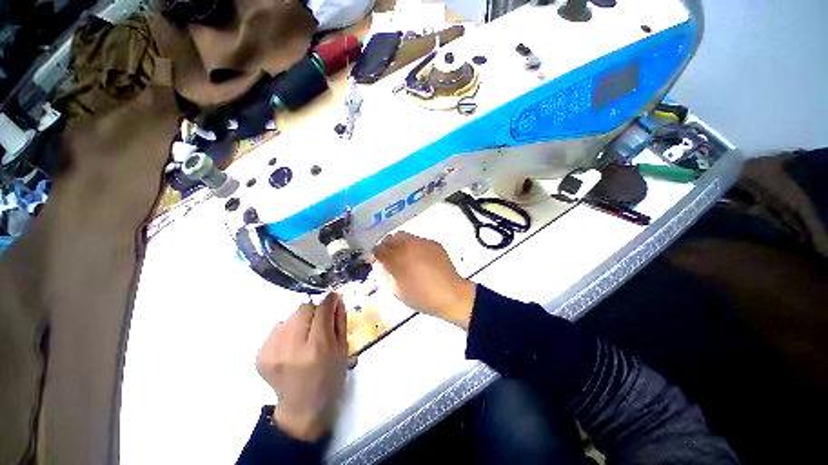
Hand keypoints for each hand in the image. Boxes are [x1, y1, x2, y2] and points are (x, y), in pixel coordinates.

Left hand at [256, 293, 347, 440]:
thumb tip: (336, 299)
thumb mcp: (343, 350)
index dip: (329, 300)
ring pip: (289, 316)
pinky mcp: (260, 355)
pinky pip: (277, 328)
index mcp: (317, 348)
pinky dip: (287, 331)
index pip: (322, 309)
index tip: (334, 298)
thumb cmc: (330, 379)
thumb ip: (340, 321)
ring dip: (301, 321)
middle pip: (303, 308)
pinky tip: (293, 346)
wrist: (302, 409)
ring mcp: (272, 352)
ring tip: (306, 337)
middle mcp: (292, 347)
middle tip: (320, 323)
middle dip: (315, 311)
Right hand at [373, 232, 475, 328]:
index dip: (376, 255)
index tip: (377, 260)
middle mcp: (408, 245)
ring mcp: (422, 242)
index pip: (379, 249)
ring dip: (400, 244)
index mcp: (397, 258)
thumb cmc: (421, 296)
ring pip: (405, 236)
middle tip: (390, 257)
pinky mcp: (433, 243)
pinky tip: (420, 258)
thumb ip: (384, 274)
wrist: (450, 295)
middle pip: (391, 237)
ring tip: (405, 256)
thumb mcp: (396, 289)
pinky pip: (419, 240)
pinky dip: (415, 246)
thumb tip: (380, 264)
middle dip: (387, 246)